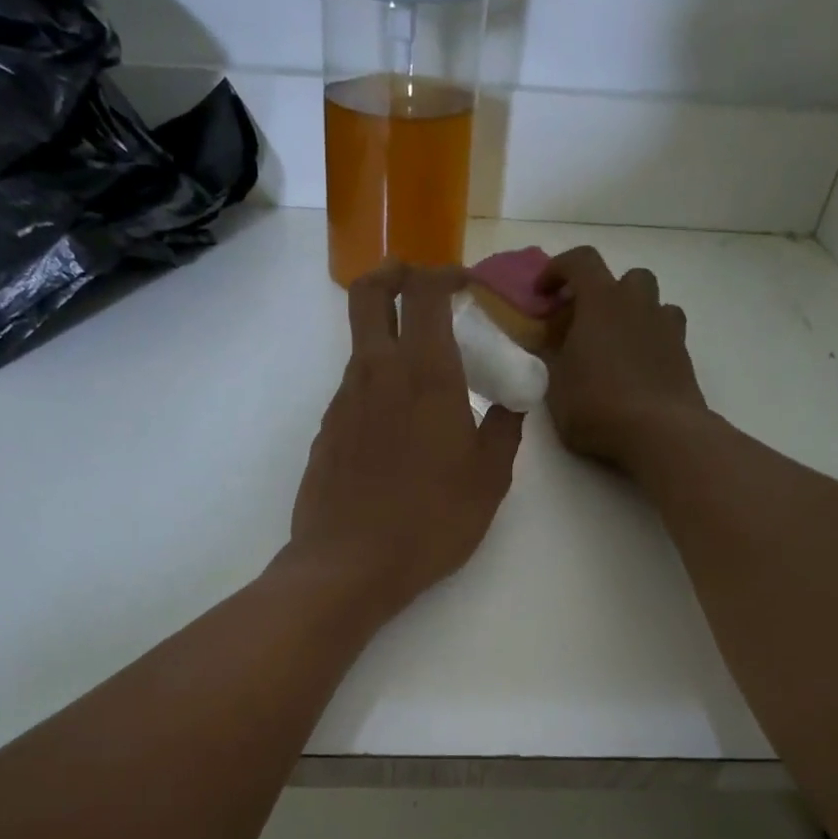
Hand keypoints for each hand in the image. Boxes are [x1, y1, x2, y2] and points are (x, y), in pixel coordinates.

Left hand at [286, 263, 522, 619]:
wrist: (349, 565)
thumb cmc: (430, 521)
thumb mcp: (488, 480)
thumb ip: (504, 431)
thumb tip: (510, 404)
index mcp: (425, 374)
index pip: (425, 292)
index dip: (445, 274)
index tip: (466, 285)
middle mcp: (376, 373)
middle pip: (369, 293)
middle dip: (394, 273)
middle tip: (420, 282)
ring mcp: (343, 401)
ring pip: (362, 345)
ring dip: (389, 338)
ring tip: (425, 376)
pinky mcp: (326, 431)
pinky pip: (354, 390)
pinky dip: (377, 385)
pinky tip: (398, 427)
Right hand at [538, 246, 707, 471]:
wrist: (660, 432)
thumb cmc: (597, 405)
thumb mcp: (556, 386)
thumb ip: (551, 357)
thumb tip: (550, 344)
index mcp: (601, 302)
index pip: (580, 261)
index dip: (558, 269)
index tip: (543, 293)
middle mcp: (637, 303)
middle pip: (625, 277)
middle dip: (604, 292)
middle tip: (585, 321)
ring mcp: (666, 327)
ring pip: (651, 302)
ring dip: (632, 313)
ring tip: (615, 343)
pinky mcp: (683, 354)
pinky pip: (666, 332)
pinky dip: (650, 339)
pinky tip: (637, 366)